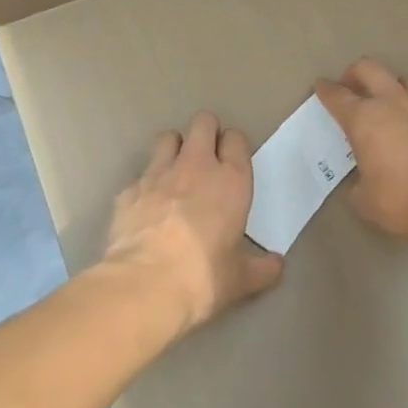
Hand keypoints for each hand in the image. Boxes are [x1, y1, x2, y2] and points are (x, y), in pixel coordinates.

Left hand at [101, 111, 282, 333]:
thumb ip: (262, 269)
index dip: (234, 145)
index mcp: (231, 181)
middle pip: (203, 122)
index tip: (232, 160)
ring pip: (168, 137)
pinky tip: (146, 207)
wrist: (145, 285)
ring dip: (174, 148)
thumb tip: (278, 265)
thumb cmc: (203, 278)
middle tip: (206, 157)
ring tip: (175, 172)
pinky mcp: (129, 189)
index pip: (236, 138)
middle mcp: (196, 166)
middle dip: (206, 131)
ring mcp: (158, 173)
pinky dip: (145, 185)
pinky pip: (140, 175)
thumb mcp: (240, 280)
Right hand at [316, 58, 407, 245]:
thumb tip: (363, 181)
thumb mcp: (366, 200)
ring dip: (388, 86)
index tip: (321, 87)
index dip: (326, 90)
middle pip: (369, 68)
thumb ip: (358, 184)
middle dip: (354, 74)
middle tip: (351, 88)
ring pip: (401, 79)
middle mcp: (391, 102)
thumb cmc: (402, 199)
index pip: (337, 95)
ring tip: (385, 103)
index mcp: (364, 118)